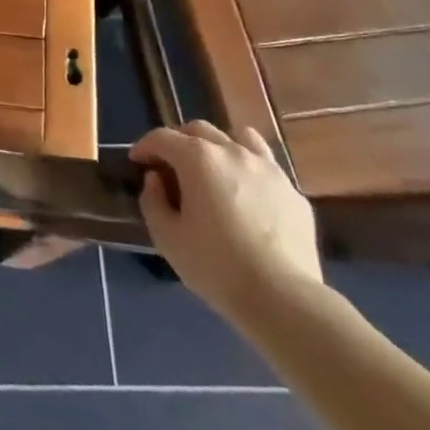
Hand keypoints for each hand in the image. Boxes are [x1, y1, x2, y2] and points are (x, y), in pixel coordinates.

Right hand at [130, 121, 321, 320]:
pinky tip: (248, 197)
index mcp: (198, 158)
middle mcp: (232, 151)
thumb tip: (155, 180)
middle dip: (179, 141)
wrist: (284, 299)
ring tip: (215, 170)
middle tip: (171, 166)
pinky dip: (250, 172)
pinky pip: (266, 168)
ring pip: (239, 138)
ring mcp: (267, 169)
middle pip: (199, 130)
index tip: (137, 161)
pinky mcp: (292, 192)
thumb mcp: (168, 239)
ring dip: (219, 147)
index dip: (145, 146)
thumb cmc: (217, 267)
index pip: (162, 137)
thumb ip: (153, 202)